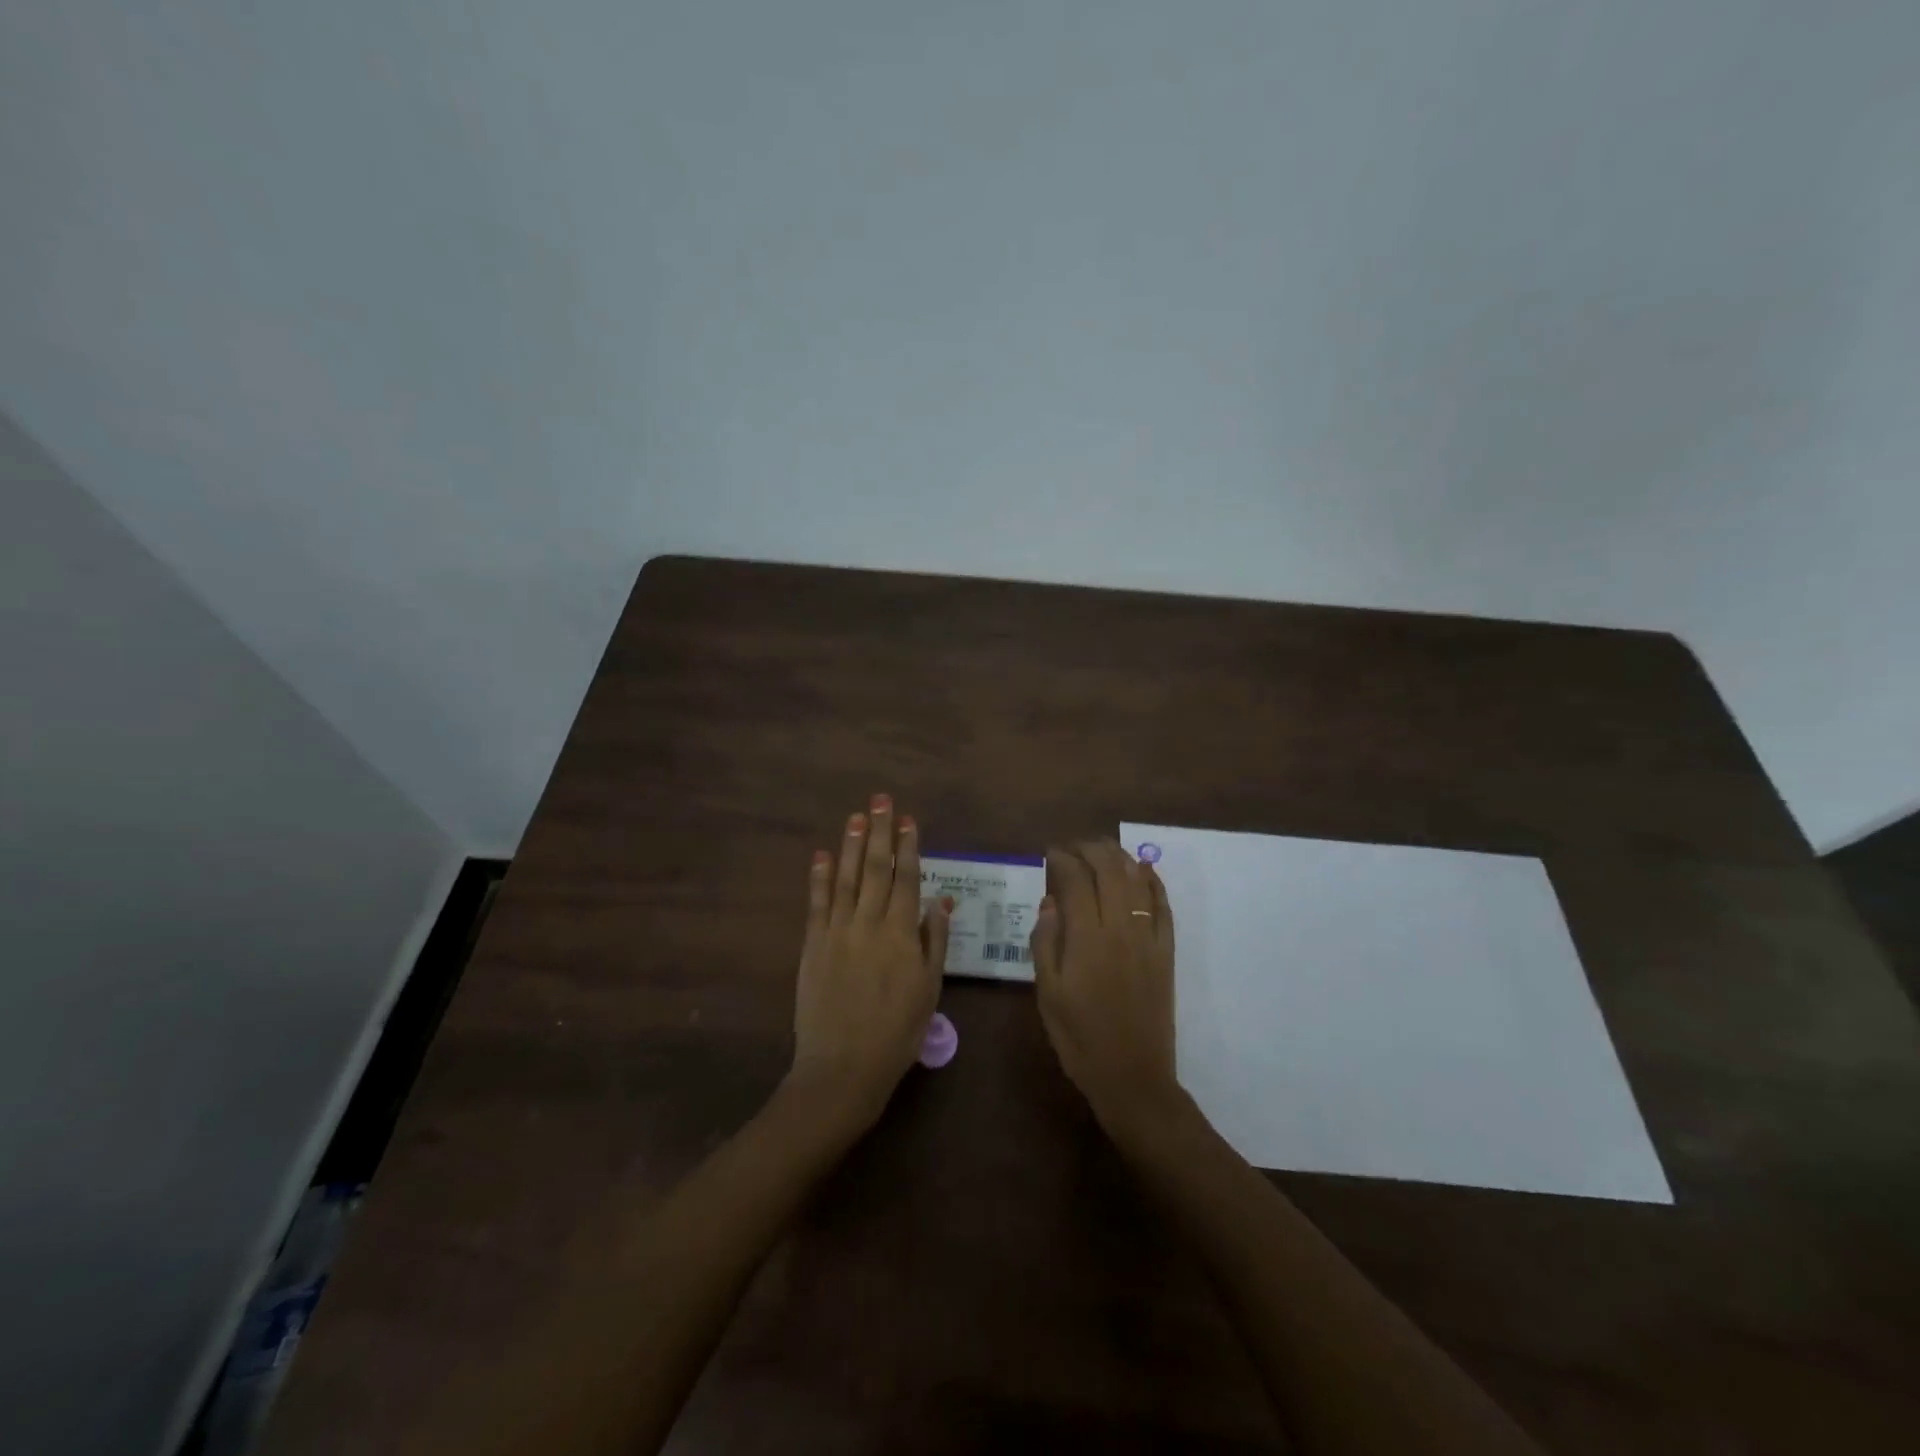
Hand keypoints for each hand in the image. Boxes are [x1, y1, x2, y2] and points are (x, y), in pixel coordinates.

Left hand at [788, 794, 950, 1133]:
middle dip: (879, 832)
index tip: (908, 819)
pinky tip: (821, 855)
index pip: (906, 879)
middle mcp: (869, 923)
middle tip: (881, 800)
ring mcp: (837, 931)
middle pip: (875, 869)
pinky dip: (818, 877)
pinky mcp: (813, 945)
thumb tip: (940, 901)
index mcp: (901, 934)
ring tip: (855, 816)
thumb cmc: (896, 1032)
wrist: (843, 1067)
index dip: (908, 847)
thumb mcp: (928, 990)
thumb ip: (933, 942)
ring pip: (845, 878)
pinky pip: (816, 904)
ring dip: (850, 845)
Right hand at [1031, 840, 1178, 1136]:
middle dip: (1090, 849)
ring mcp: (1148, 939)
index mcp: (1086, 939)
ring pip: (1137, 881)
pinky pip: (1163, 906)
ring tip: (1102, 849)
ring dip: (1120, 857)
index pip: (1075, 881)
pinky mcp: (1167, 952)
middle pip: (1109, 871)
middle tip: (1073, 846)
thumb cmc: (1079, 1038)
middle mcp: (1120, 929)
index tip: (1049, 853)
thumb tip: (1050, 900)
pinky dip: (1154, 882)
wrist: (1133, 1077)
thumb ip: (1046, 942)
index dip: (1062, 860)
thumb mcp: (1047, 994)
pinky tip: (1144, 870)